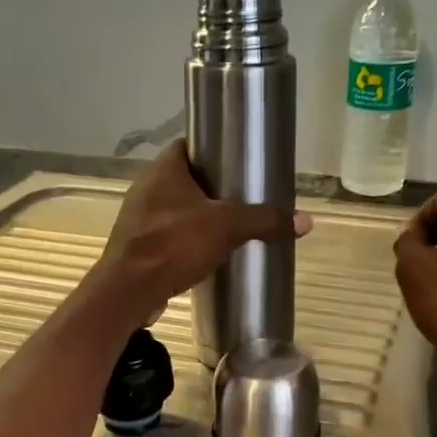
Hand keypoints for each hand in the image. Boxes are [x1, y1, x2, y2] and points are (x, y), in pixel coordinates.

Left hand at [97, 141, 308, 325]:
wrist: (130, 290)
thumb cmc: (175, 244)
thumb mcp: (228, 227)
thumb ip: (264, 220)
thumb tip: (306, 221)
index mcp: (163, 169)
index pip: (189, 146)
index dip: (213, 151)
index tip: (237, 164)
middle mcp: (144, 187)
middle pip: (183, 179)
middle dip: (209, 189)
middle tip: (239, 200)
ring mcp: (136, 218)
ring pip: (172, 209)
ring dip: (194, 217)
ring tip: (225, 228)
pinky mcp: (134, 246)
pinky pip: (164, 236)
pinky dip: (181, 242)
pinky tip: (201, 254)